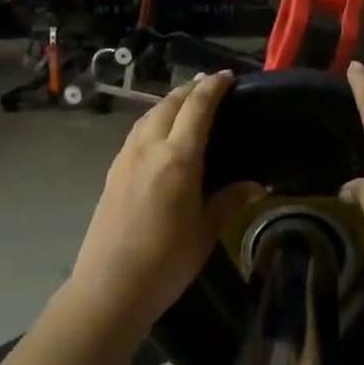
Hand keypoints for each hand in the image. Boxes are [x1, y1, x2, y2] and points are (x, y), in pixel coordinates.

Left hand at [66, 71, 260, 330]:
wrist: (110, 287)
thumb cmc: (166, 262)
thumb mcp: (206, 232)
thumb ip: (228, 200)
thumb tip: (254, 184)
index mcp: (177, 158)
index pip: (197, 107)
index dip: (214, 87)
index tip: (228, 76)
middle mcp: (148, 148)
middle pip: (169, 104)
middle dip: (190, 89)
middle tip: (211, 86)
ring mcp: (125, 158)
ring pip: (148, 115)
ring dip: (169, 102)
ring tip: (187, 103)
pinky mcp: (112, 172)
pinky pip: (136, 133)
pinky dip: (153, 120)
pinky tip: (161, 134)